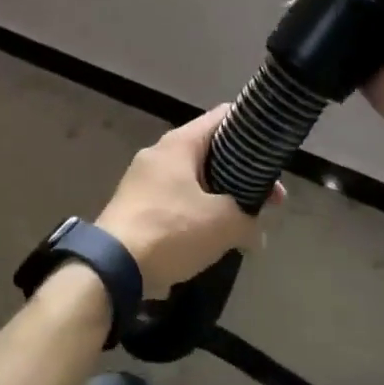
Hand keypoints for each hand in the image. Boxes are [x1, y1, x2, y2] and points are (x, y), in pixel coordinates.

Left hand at [96, 107, 275, 297]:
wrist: (111, 268)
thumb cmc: (170, 230)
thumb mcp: (223, 224)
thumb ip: (249, 220)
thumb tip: (256, 233)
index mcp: (179, 143)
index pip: (222, 117)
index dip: (251, 127)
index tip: (272, 150)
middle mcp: (159, 154)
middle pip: (210, 152)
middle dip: (242, 174)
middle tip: (269, 200)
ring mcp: (143, 181)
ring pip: (194, 180)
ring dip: (220, 198)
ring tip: (244, 223)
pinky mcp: (135, 208)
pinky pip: (176, 202)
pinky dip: (196, 215)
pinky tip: (212, 239)